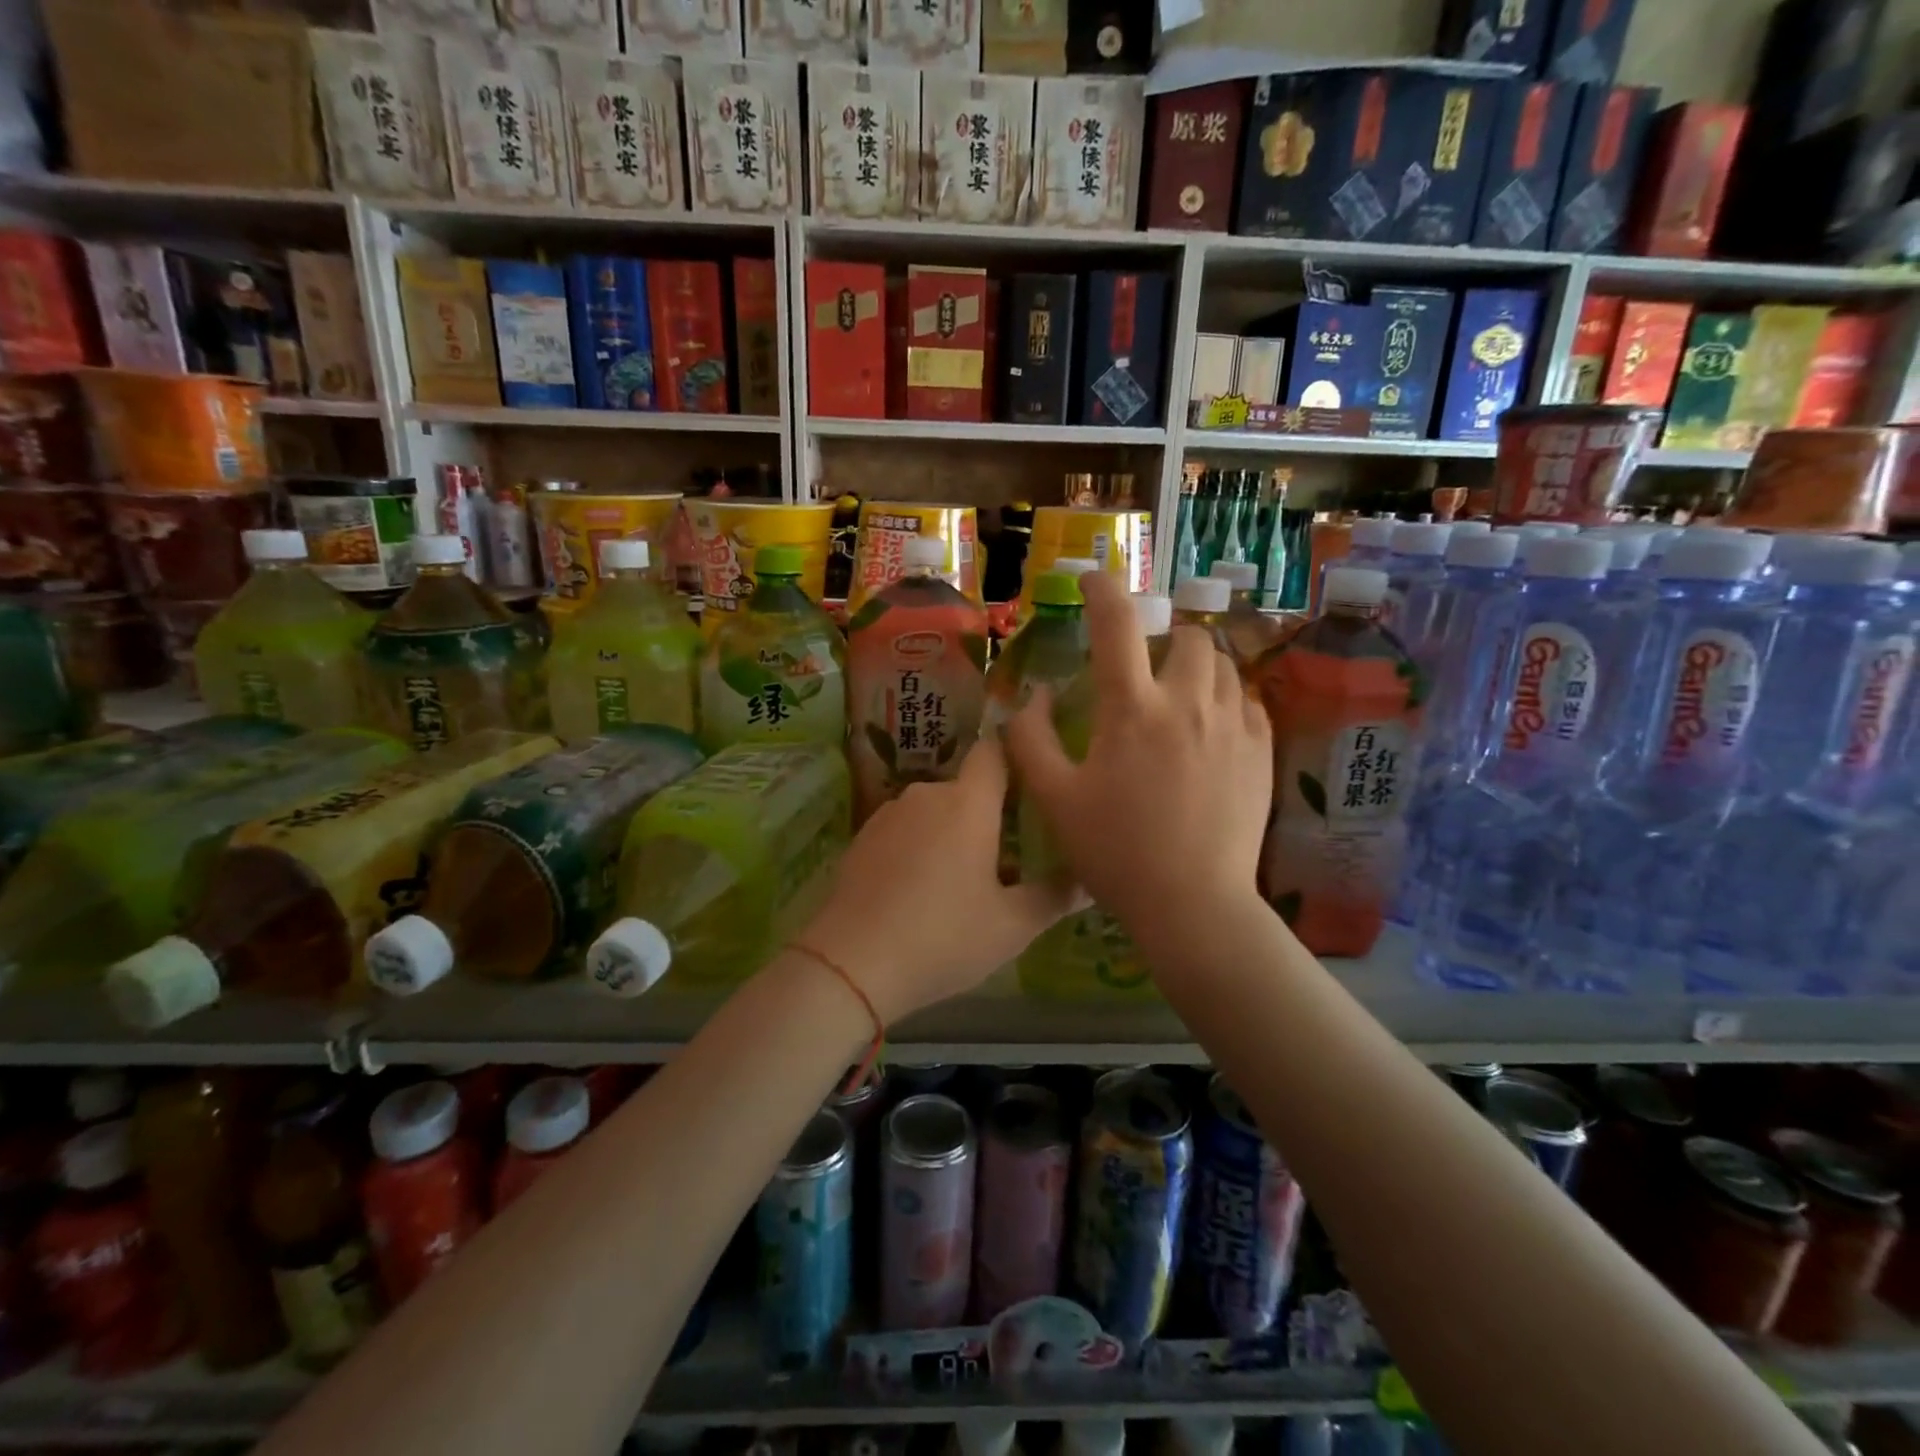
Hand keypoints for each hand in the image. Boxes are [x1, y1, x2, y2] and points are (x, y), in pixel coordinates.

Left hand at [798, 737, 1084, 1023]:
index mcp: (968, 803)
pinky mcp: (862, 838)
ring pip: (933, 812)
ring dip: (950, 834)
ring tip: (960, 884)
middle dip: (987, 816)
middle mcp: (927, 794)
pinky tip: (918, 893)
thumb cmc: (944, 937)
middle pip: (967, 789)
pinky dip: (918, 849)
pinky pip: (904, 831)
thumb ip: (1054, 897)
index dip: (1014, 758)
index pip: (995, 752)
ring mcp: (888, 814)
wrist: (851, 963)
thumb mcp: (1012, 926)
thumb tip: (1088, 881)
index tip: (1030, 784)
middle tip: (1004, 862)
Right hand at [1006, 571, 1272, 955]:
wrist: (1194, 904)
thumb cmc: (1116, 852)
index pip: (1118, 624)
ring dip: (1197, 666)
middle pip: (1189, 636)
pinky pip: (1248, 701)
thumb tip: (1029, 698)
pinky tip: (1210, 729)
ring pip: (1223, 665)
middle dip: (1165, 638)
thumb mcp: (1054, 799)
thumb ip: (1029, 741)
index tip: (1093, 580)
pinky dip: (1226, 700)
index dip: (1102, 590)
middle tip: (1145, 667)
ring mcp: (1233, 725)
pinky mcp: (1262, 752)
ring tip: (1178, 695)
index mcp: (1132, 709)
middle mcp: (1188, 702)